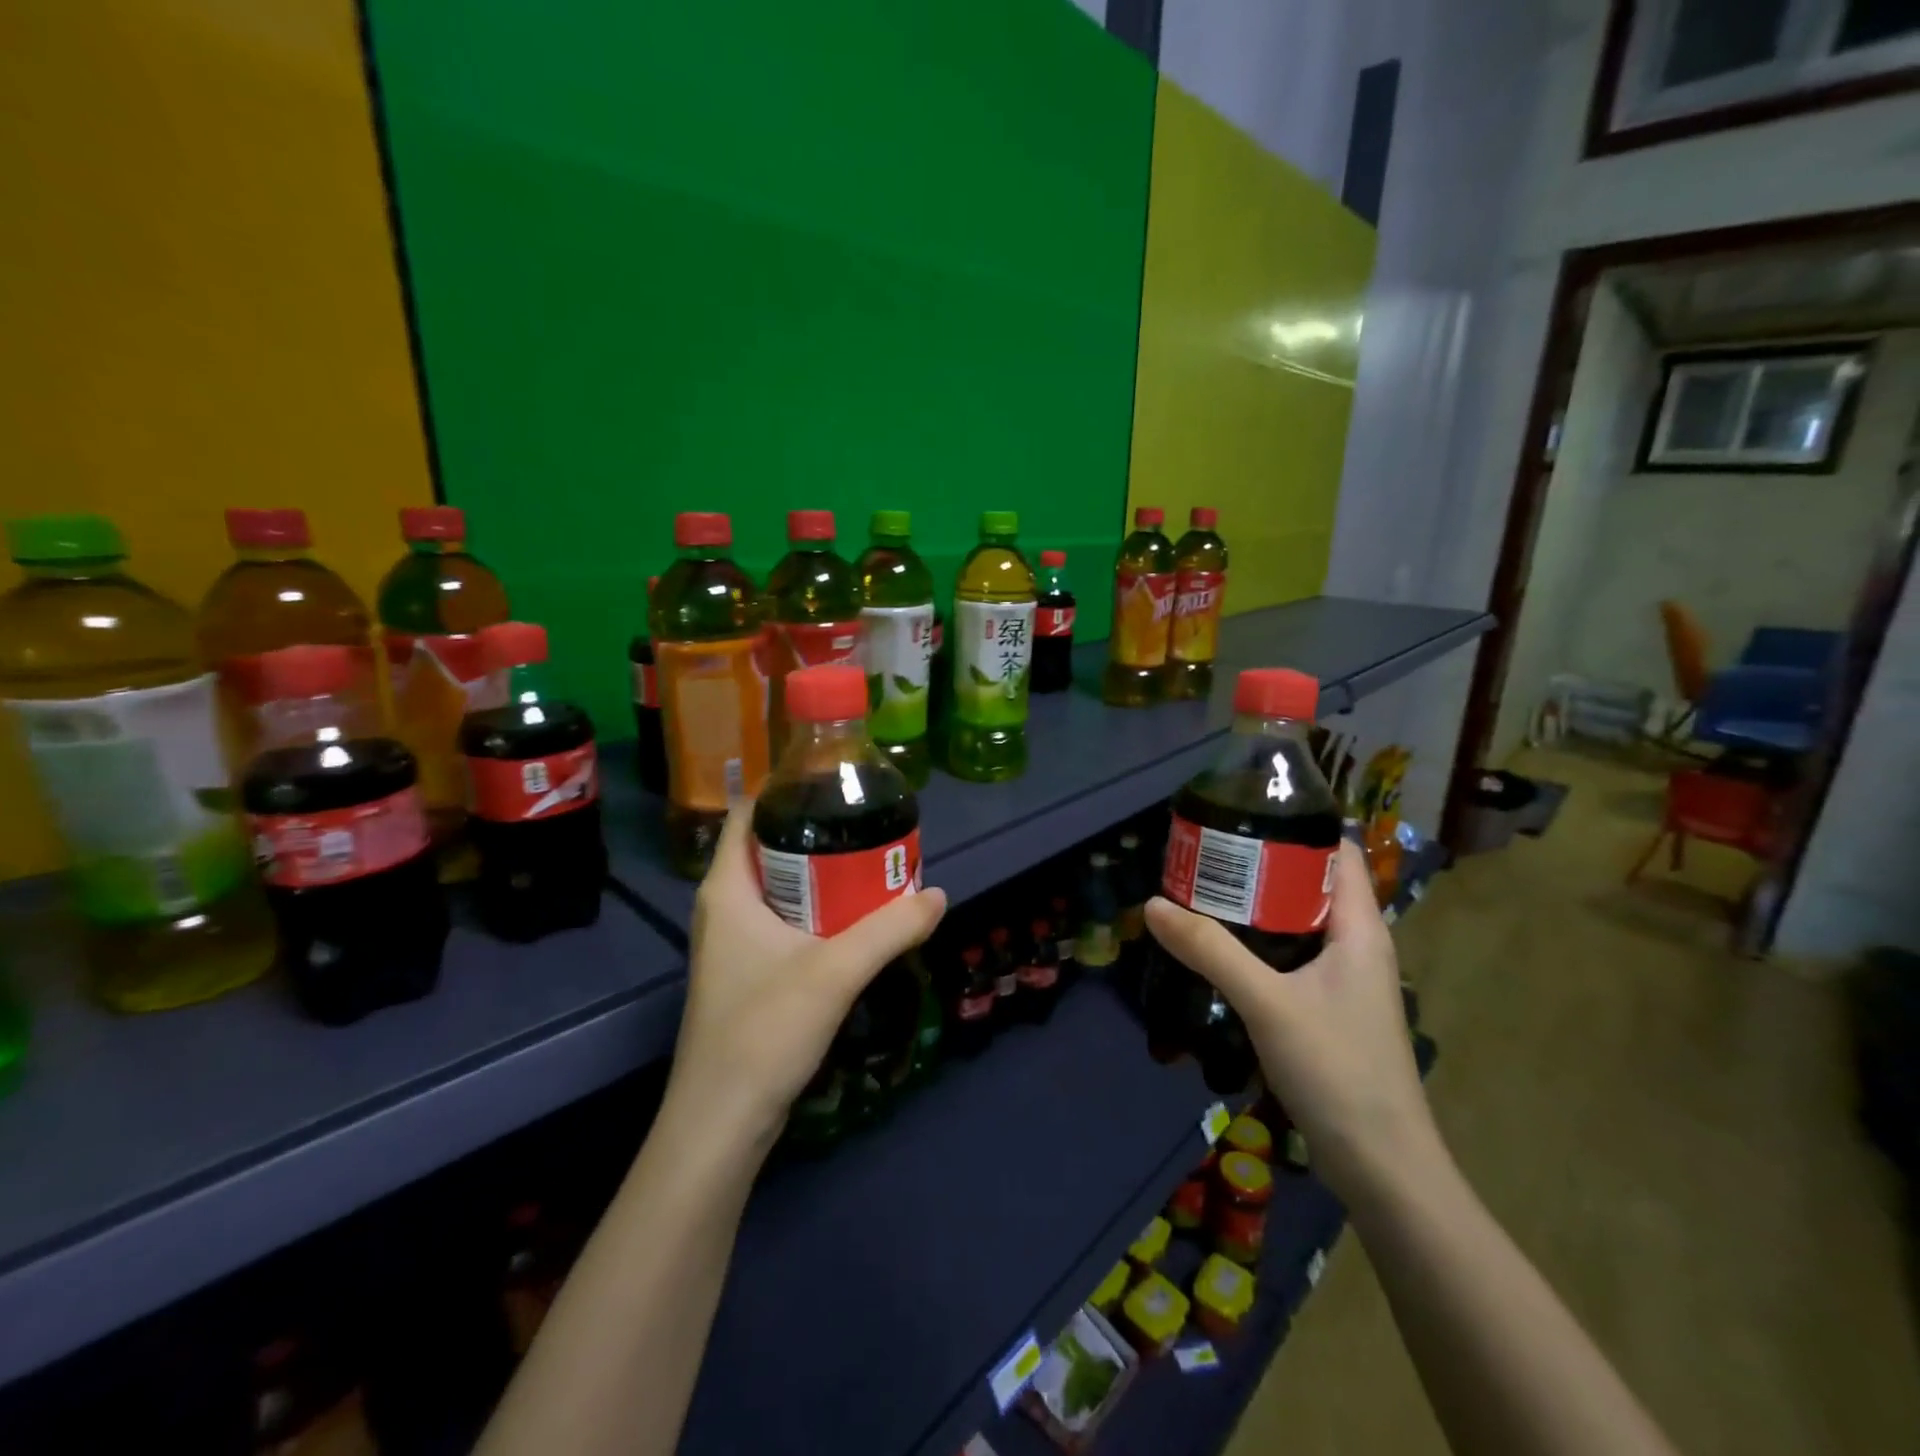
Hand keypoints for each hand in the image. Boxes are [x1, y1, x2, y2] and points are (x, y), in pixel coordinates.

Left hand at [669, 802, 947, 1145]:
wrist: (723, 1119)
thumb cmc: (763, 1029)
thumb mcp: (835, 971)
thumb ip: (890, 929)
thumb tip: (938, 893)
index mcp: (727, 887)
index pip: (751, 812)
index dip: (789, 789)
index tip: (839, 781)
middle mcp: (724, 905)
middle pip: (771, 846)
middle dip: (820, 831)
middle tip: (872, 822)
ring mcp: (734, 940)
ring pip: (781, 886)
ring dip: (823, 873)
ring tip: (873, 860)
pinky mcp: (748, 970)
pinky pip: (785, 919)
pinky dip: (818, 908)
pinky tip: (856, 916)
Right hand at [1144, 843, 1437, 1200]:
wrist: (1383, 1166)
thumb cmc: (1338, 1070)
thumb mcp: (1267, 1002)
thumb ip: (1210, 951)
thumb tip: (1152, 904)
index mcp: (1360, 928)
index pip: (1337, 852)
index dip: (1295, 826)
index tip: (1240, 814)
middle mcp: (1358, 945)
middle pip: (1310, 884)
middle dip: (1261, 864)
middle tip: (1204, 853)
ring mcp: (1345, 979)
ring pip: (1298, 922)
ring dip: (1256, 906)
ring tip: (1202, 891)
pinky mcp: (1329, 1008)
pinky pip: (1292, 955)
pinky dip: (1259, 941)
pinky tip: (1221, 949)